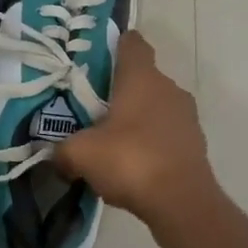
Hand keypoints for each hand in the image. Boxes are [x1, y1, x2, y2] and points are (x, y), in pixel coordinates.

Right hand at [54, 31, 217, 227]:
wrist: (182, 204)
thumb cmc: (129, 161)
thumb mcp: (80, 154)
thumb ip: (61, 150)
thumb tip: (53, 155)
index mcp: (142, 78)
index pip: (132, 43)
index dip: (114, 43)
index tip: (96, 55)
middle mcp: (168, 89)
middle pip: (141, 77)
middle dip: (118, 88)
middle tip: (90, 105)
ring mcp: (186, 117)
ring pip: (154, 106)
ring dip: (135, 116)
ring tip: (108, 137)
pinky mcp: (194, 144)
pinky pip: (165, 132)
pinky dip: (149, 140)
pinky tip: (130, 162)